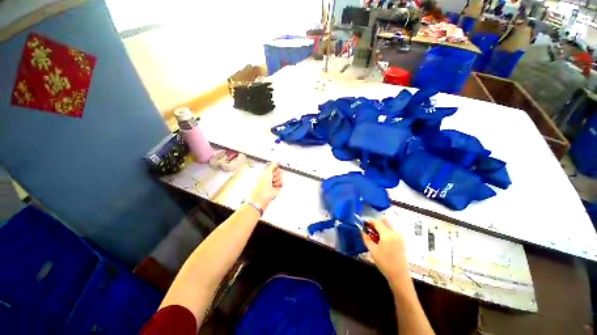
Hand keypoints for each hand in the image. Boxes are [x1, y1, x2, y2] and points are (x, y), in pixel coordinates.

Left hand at [248, 162, 282, 209]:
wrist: (264, 193)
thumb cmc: (262, 183)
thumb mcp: (267, 171)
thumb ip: (273, 165)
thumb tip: (276, 162)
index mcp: (266, 172)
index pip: (274, 166)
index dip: (276, 167)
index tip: (277, 166)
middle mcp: (270, 177)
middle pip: (279, 171)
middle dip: (277, 173)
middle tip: (273, 176)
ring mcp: (274, 182)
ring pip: (281, 176)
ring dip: (277, 178)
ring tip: (273, 181)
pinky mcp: (277, 186)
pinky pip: (282, 182)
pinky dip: (279, 183)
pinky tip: (275, 185)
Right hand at [362, 218, 409, 285]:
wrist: (399, 276)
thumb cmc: (384, 263)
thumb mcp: (372, 251)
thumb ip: (366, 239)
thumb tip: (362, 232)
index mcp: (387, 235)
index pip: (377, 223)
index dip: (370, 222)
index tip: (364, 224)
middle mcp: (395, 233)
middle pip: (384, 222)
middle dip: (376, 224)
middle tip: (370, 230)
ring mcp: (400, 237)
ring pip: (389, 226)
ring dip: (381, 227)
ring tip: (375, 236)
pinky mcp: (402, 241)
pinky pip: (393, 231)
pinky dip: (386, 232)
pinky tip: (382, 240)